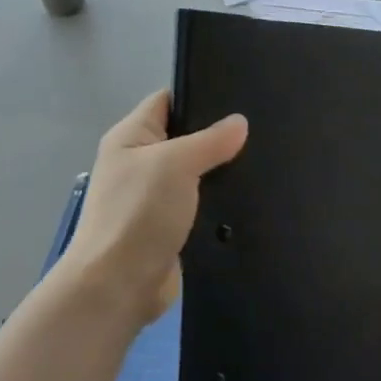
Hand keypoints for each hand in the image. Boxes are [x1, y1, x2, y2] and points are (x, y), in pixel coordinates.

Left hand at [50, 89, 246, 333]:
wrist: (118, 286)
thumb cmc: (139, 213)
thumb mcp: (176, 164)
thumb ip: (211, 140)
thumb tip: (240, 122)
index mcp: (130, 137)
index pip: (167, 101)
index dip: (199, 94)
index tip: (240, 96)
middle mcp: (139, 162)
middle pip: (184, 137)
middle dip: (217, 135)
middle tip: (260, 130)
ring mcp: (153, 197)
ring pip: (195, 173)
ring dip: (220, 171)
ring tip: (262, 160)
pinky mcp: (169, 226)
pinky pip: (198, 204)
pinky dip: (218, 201)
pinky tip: (248, 197)